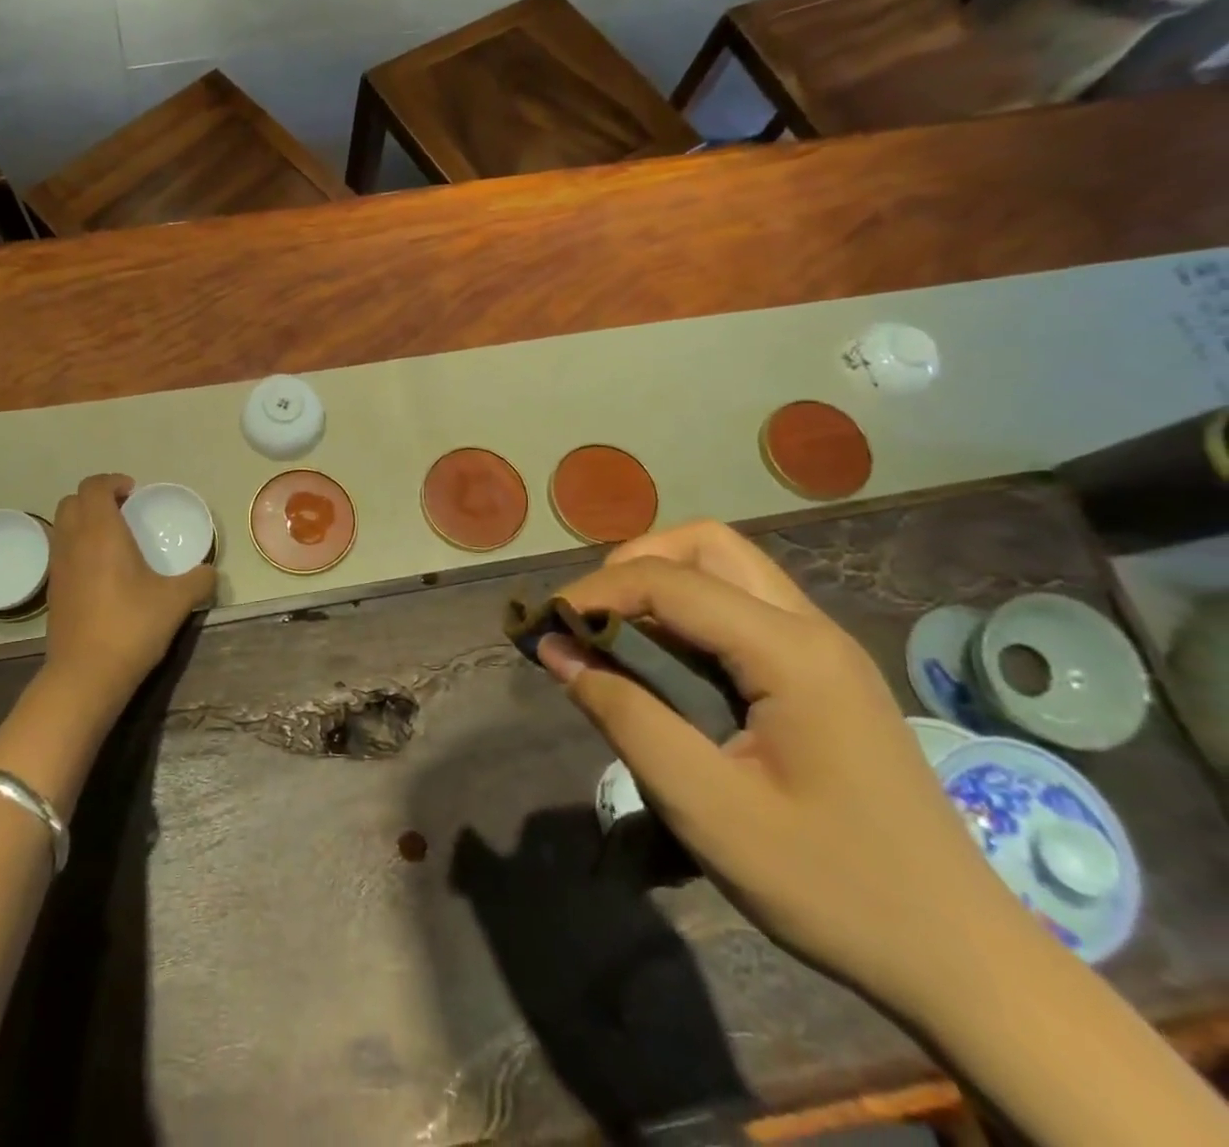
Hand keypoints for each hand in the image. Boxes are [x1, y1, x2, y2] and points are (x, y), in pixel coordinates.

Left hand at [43, 474, 216, 708]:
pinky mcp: (53, 591)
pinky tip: (102, 572)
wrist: (85, 675)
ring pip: (62, 526)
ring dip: (84, 522)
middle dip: (96, 498)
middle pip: (72, 501)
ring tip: (113, 540)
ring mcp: (58, 567)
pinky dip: (77, 547)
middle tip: (124, 512)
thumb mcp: (176, 602)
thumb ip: (198, 581)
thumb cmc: (131, 627)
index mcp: (101, 533)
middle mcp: (73, 542)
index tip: (134, 493)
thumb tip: (210, 573)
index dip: (113, 482)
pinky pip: (61, 552)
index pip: (94, 487)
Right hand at [536, 521, 1021, 1013]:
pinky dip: (688, 612)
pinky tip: (666, 665)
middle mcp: (812, 629)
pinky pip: (743, 607)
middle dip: (633, 566)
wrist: (963, 962)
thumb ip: (624, 716)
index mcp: (791, 652)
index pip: (669, 581)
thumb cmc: (832, 887)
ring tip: (617, 636)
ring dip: (660, 583)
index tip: (544, 626)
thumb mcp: (707, 808)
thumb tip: (555, 649)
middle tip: (590, 619)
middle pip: (705, 545)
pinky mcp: (824, 674)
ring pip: (727, 568)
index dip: (594, 592)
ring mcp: (825, 649)